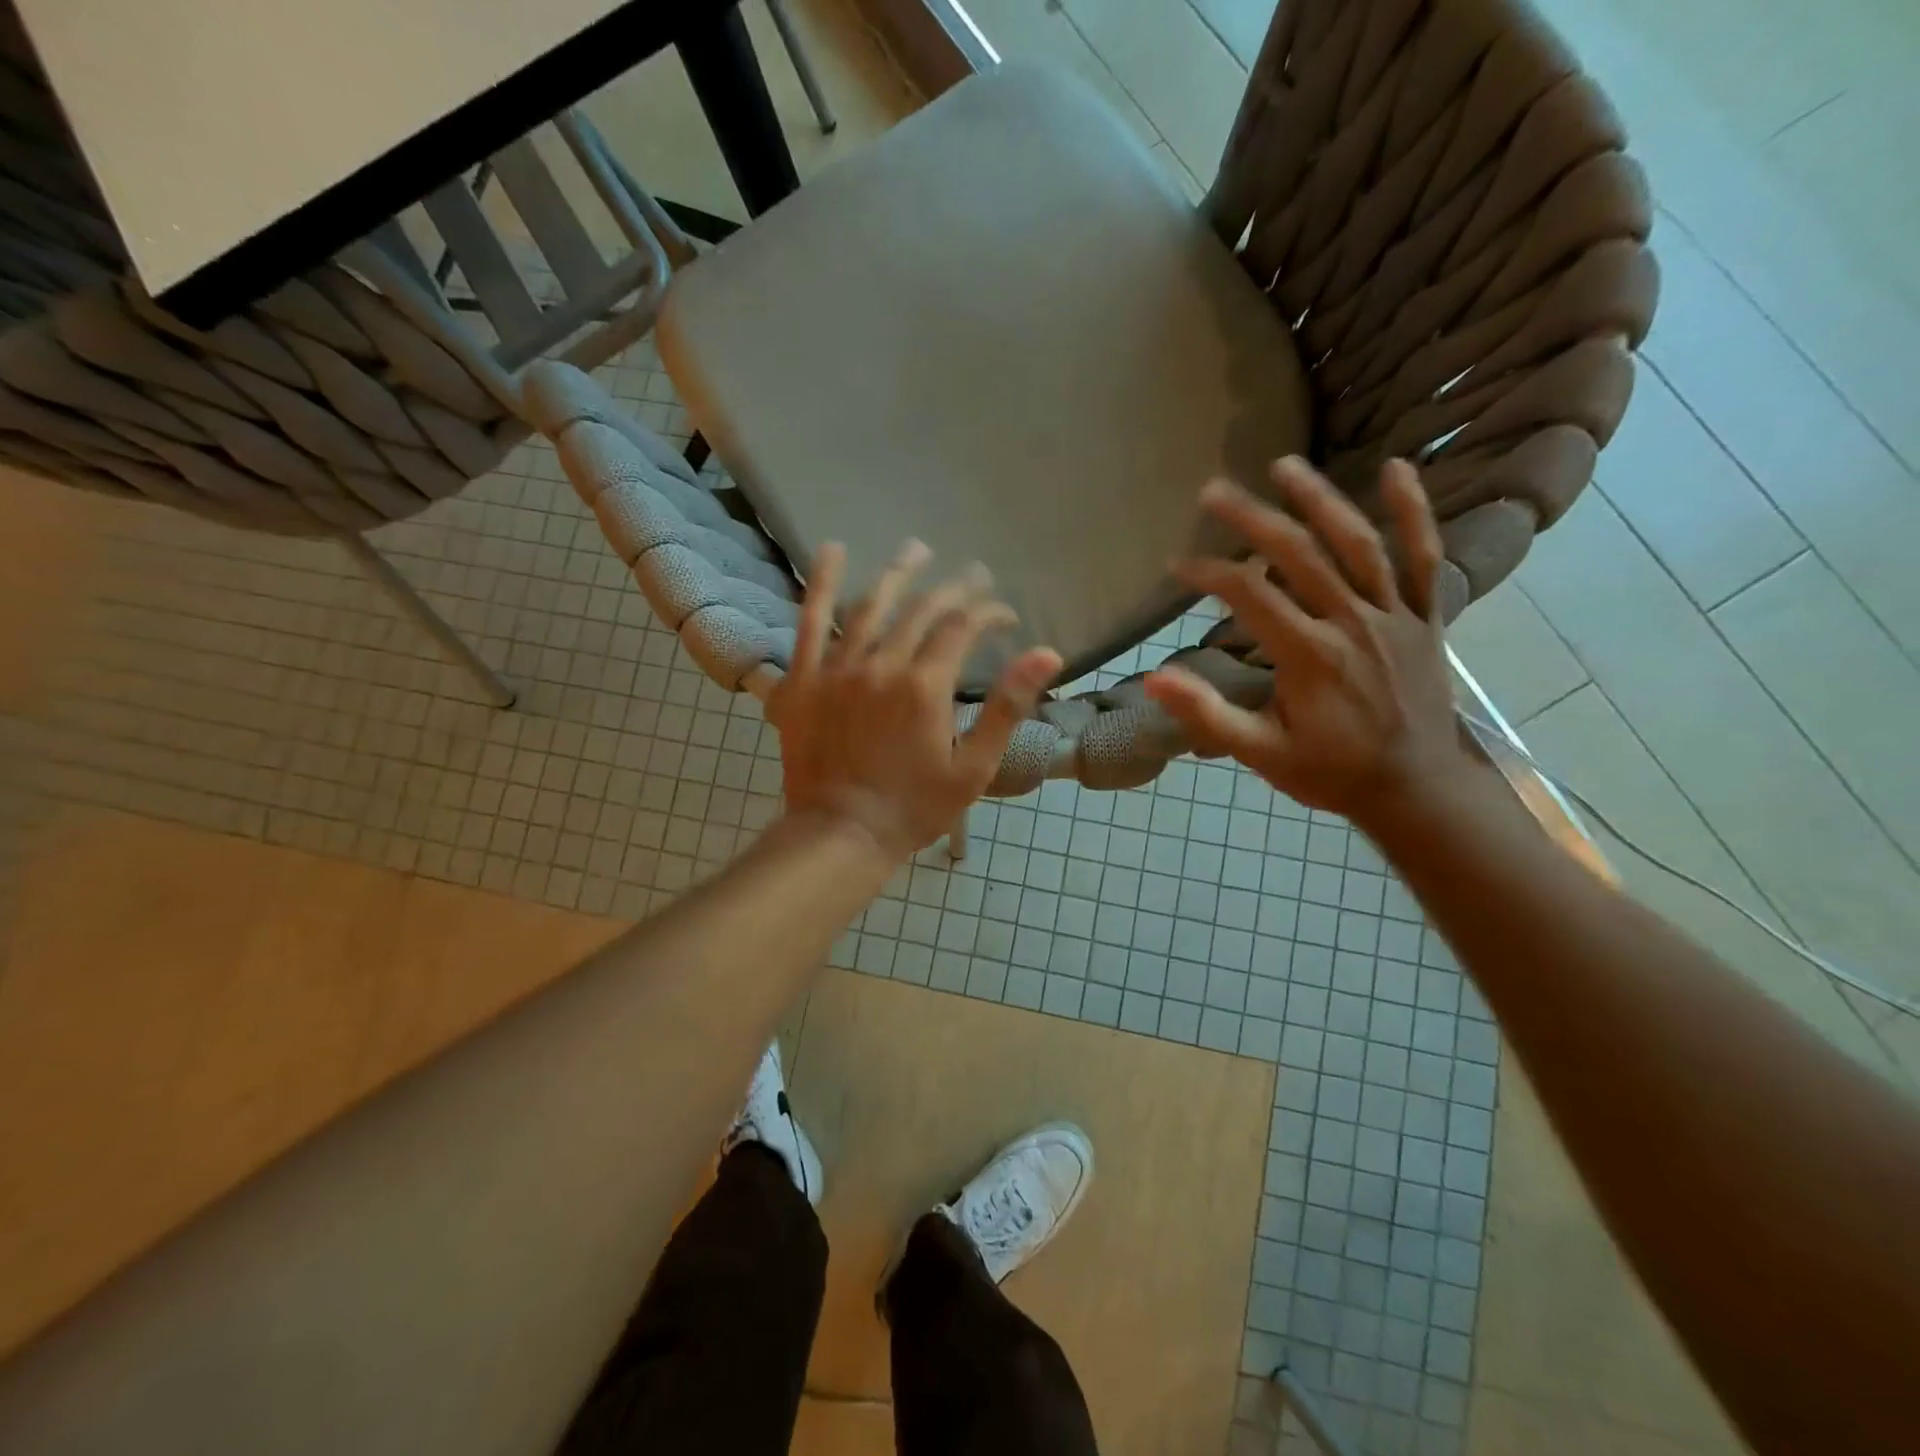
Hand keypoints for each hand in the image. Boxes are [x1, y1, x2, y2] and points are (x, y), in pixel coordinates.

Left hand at [769, 540, 1062, 860]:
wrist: (841, 833)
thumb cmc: (914, 807)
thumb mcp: (973, 768)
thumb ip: (1007, 707)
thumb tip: (1047, 653)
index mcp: (925, 686)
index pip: (962, 627)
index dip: (988, 613)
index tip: (1004, 615)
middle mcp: (881, 665)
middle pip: (921, 610)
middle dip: (953, 589)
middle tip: (973, 575)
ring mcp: (838, 668)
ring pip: (870, 606)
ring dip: (898, 574)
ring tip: (918, 550)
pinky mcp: (804, 678)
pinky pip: (811, 621)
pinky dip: (823, 583)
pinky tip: (834, 550)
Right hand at [1143, 458, 1478, 832]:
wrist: (1416, 790)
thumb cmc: (1330, 772)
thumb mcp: (1261, 753)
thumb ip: (1208, 715)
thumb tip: (1155, 677)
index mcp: (1309, 656)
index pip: (1250, 595)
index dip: (1208, 574)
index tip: (1178, 566)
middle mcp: (1352, 624)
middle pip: (1299, 555)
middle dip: (1251, 519)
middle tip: (1213, 490)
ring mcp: (1393, 616)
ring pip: (1357, 545)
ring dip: (1320, 500)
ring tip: (1284, 466)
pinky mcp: (1424, 617)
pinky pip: (1425, 558)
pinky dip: (1413, 513)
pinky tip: (1398, 470)